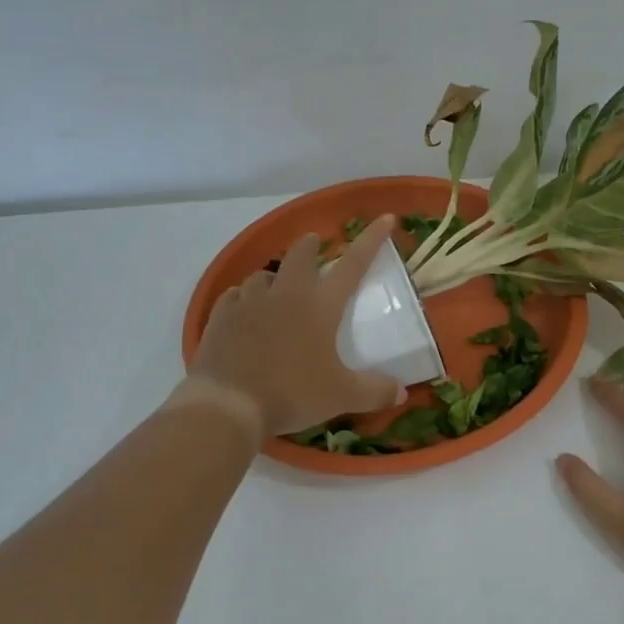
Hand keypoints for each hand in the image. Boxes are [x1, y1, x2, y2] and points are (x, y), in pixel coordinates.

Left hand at [187, 217, 403, 435]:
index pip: (353, 264)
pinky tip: (243, 308)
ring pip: (263, 275)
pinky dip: (243, 297)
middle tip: (315, 246)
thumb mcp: (341, 396)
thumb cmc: (291, 393)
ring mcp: (249, 302)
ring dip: (274, 276)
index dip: (371, 240)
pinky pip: (233, 296)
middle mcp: (286, 294)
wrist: (228, 405)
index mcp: (320, 305)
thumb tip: (402, 393)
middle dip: (310, 246)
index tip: (385, 218)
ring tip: (277, 286)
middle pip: (299, 255)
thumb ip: (374, 391)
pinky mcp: (221, 317)